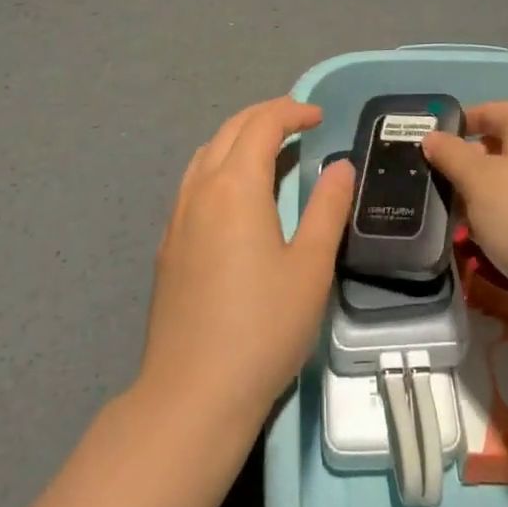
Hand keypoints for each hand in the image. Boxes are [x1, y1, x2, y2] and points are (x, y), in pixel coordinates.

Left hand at [139, 97, 354, 423]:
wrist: (192, 395)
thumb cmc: (262, 328)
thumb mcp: (310, 267)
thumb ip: (327, 208)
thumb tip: (340, 166)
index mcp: (236, 186)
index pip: (261, 125)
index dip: (291, 111)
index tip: (318, 117)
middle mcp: (200, 189)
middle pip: (230, 130)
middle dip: (264, 116)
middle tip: (298, 122)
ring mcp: (177, 217)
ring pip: (206, 154)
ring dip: (238, 138)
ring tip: (268, 150)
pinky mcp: (167, 245)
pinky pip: (193, 182)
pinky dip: (219, 165)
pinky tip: (235, 196)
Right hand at [423, 102, 507, 303]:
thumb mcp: (475, 181)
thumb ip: (450, 153)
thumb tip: (433, 136)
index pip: (493, 110)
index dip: (463, 122)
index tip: (437, 142)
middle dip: (474, 159)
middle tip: (448, 181)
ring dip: (491, 186)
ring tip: (466, 211)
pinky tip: (496, 231)